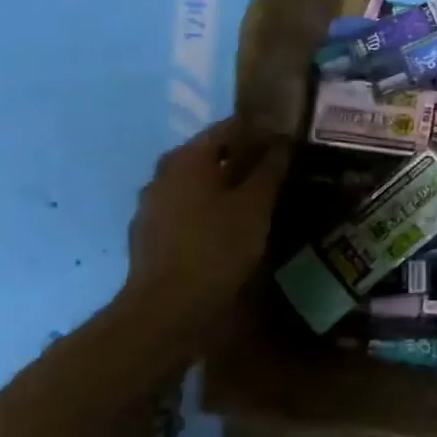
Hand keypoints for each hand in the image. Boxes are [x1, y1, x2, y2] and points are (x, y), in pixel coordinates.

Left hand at [119, 120, 287, 325]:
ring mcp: (152, 206)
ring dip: (225, 186)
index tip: (286, 139)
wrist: (168, 307)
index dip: (259, 130)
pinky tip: (230, 227)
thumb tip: (282, 142)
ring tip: (258, 199)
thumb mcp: (255, 206)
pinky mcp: (150, 235)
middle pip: (209, 155)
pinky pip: (186, 210)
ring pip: (197, 184)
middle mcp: (163, 174)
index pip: (227, 128)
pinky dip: (209, 210)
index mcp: (187, 159)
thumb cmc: (216, 246)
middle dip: (242, 159)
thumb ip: (269, 169)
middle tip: (277, 169)